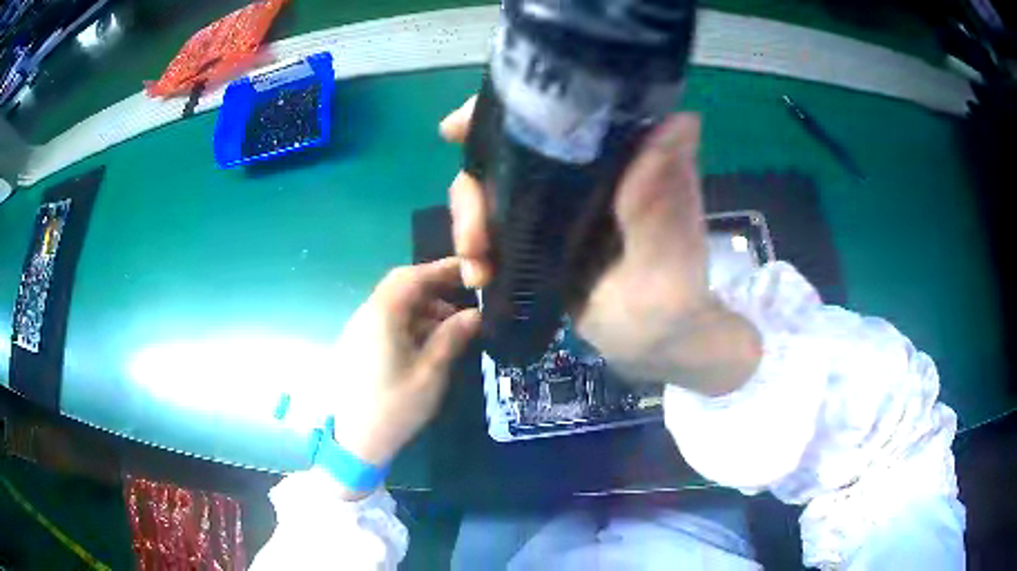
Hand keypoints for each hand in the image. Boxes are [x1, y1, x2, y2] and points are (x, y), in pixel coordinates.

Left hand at [329, 258, 479, 496]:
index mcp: (382, 316)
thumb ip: (452, 337)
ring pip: (394, 303)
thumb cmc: (395, 407)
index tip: (470, 271)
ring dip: (423, 306)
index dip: (442, 270)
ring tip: (452, 326)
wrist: (355, 440)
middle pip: (401, 285)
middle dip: (434, 287)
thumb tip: (475, 314)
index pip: (412, 277)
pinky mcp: (358, 343)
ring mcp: (359, 329)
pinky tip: (428, 341)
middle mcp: (366, 314)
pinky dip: (409, 321)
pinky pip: (386, 320)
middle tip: (464, 298)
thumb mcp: (430, 373)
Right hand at [440, 99, 759, 394]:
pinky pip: (490, 233)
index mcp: (604, 155)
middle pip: (498, 155)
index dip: (495, 114)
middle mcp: (571, 171)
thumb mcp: (666, 228)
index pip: (543, 115)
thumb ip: (661, 178)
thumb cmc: (671, 278)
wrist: (653, 337)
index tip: (455, 127)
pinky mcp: (533, 242)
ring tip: (475, 267)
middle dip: (471, 190)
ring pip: (487, 194)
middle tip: (473, 236)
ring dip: (467, 225)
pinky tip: (477, 276)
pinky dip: (474, 251)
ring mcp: (548, 207)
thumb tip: (684, 117)